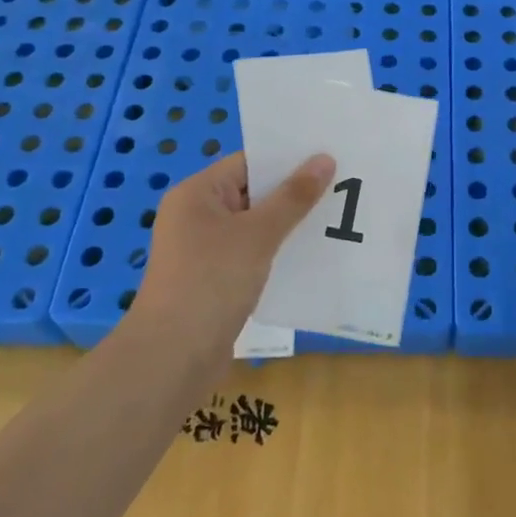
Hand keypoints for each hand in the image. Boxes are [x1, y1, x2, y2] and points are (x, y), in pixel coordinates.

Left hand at [132, 151, 335, 348]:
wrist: (173, 358)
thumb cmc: (212, 281)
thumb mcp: (258, 234)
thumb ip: (293, 197)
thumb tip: (324, 159)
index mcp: (197, 193)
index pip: (247, 163)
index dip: (287, 160)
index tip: (328, 157)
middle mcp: (196, 216)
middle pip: (252, 193)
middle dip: (293, 193)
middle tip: (342, 185)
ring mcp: (204, 250)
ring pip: (255, 227)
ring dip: (288, 225)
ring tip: (335, 218)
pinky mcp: (214, 280)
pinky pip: (251, 254)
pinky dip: (277, 253)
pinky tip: (311, 256)